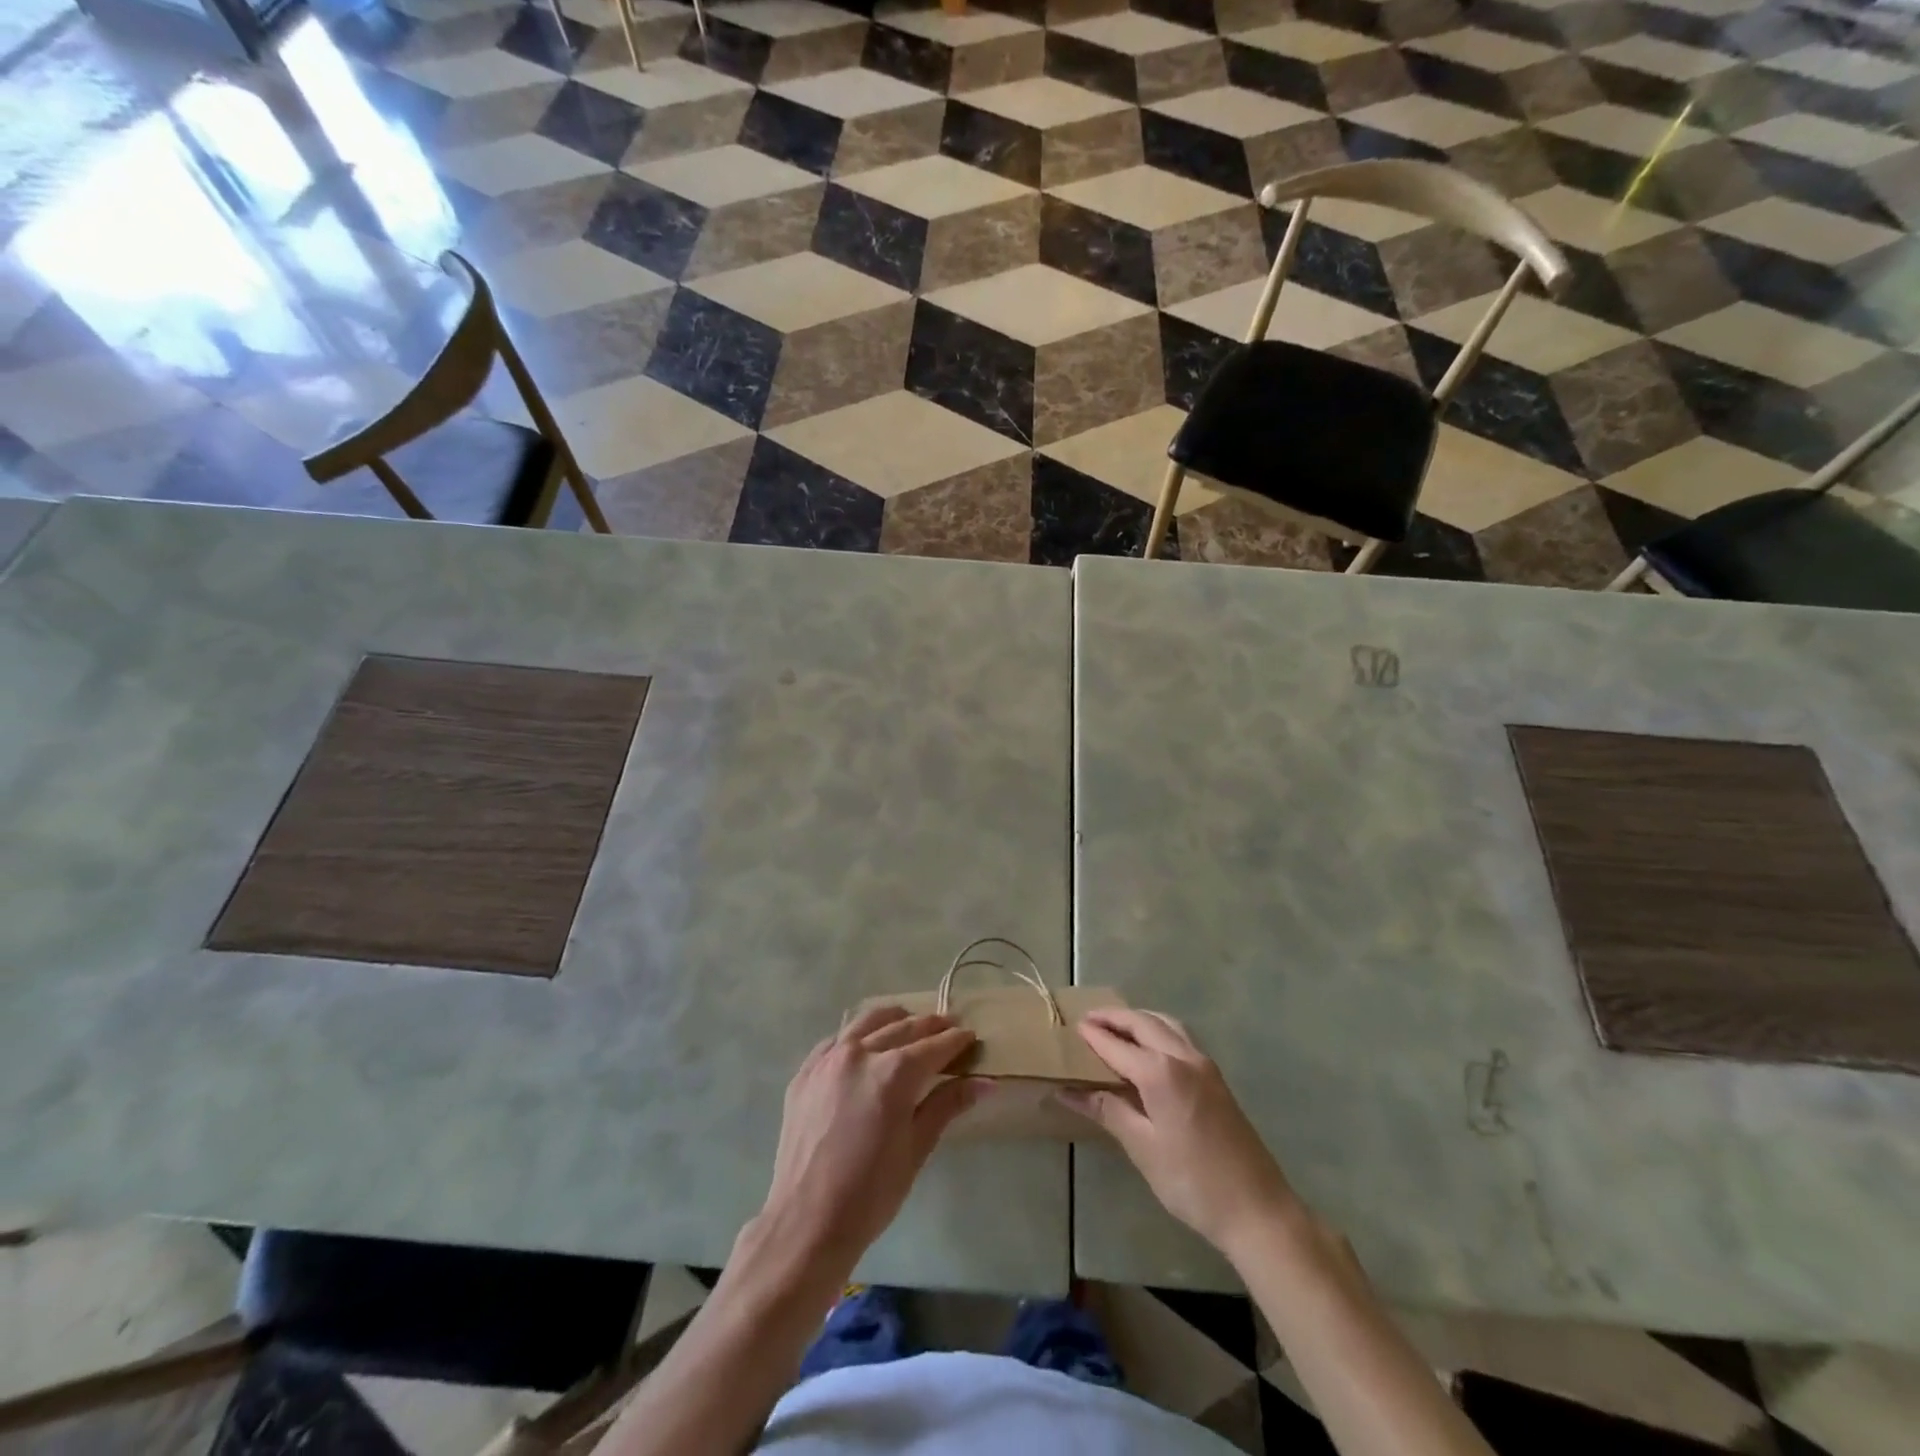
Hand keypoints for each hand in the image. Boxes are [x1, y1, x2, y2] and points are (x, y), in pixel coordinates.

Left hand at [757, 1005, 985, 1277]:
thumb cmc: (871, 1193)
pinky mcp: (805, 1071)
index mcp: (893, 1073)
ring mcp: (828, 1059)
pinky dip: (858, 1035)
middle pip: (904, 1028)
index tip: (971, 1036)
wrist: (806, 1222)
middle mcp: (860, 1053)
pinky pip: (837, 1038)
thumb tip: (986, 1082)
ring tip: (911, 1024)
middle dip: (931, 1026)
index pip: (934, 1046)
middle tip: (950, 1026)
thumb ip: (947, 1105)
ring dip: (895, 1019)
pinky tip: (867, 1045)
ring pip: (868, 1021)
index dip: (956, 1040)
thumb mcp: (917, 1149)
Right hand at [1061, 1008, 1297, 1259]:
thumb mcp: (1143, 1148)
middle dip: (1114, 1017)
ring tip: (1115, 1026)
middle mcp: (1183, 1056)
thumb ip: (1107, 1110)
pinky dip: (1158, 1029)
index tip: (1071, 1027)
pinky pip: (1180, 1037)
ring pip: (1166, 1024)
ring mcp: (1204, 1065)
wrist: (1257, 1209)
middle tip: (1087, 1019)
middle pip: (1143, 1023)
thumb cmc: (1193, 1182)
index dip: (1093, 1036)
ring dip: (1138, 1019)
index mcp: (1161, 1072)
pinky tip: (1149, 1047)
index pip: (1117, 1045)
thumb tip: (1067, 1091)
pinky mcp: (1216, 1078)